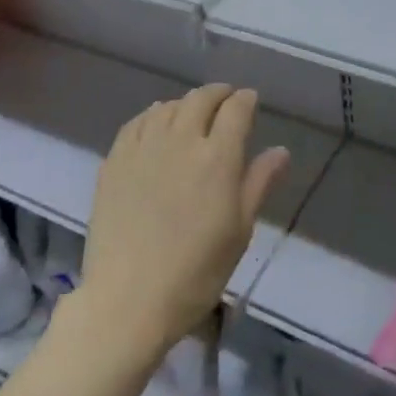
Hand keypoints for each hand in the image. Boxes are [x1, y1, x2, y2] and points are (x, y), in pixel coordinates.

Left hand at [81, 84, 289, 357]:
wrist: (127, 301)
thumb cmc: (195, 273)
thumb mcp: (239, 231)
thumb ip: (259, 183)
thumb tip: (281, 150)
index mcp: (218, 157)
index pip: (236, 109)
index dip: (246, 100)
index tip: (250, 101)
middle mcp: (181, 140)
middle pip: (201, 99)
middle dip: (218, 94)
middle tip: (225, 101)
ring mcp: (144, 147)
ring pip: (168, 106)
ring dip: (186, 104)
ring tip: (192, 114)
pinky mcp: (115, 161)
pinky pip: (136, 122)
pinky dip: (152, 115)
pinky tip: (155, 125)